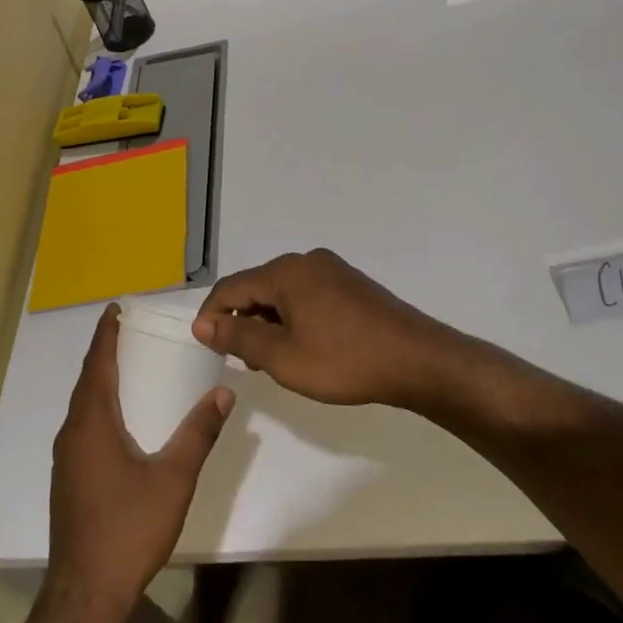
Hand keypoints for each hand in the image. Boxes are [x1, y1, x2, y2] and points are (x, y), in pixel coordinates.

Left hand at [43, 307, 232, 622]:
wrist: (86, 592)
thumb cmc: (129, 529)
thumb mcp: (173, 479)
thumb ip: (198, 434)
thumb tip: (223, 393)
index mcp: (92, 423)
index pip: (97, 365)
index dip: (105, 335)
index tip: (114, 309)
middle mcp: (73, 434)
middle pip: (87, 382)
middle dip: (104, 354)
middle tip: (128, 332)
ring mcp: (66, 459)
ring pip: (82, 406)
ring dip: (99, 382)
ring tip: (127, 369)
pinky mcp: (68, 480)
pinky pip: (82, 427)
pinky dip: (98, 407)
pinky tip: (119, 421)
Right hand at [192, 249, 476, 409]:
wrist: (418, 360)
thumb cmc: (345, 361)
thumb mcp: (283, 358)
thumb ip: (239, 339)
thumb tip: (204, 325)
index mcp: (285, 272)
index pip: (230, 288)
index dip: (212, 316)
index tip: (205, 346)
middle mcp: (305, 261)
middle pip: (257, 286)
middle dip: (242, 321)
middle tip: (243, 361)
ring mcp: (332, 270)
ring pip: (283, 292)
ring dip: (269, 321)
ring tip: (273, 359)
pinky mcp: (350, 284)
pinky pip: (307, 295)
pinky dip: (293, 317)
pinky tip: (304, 346)